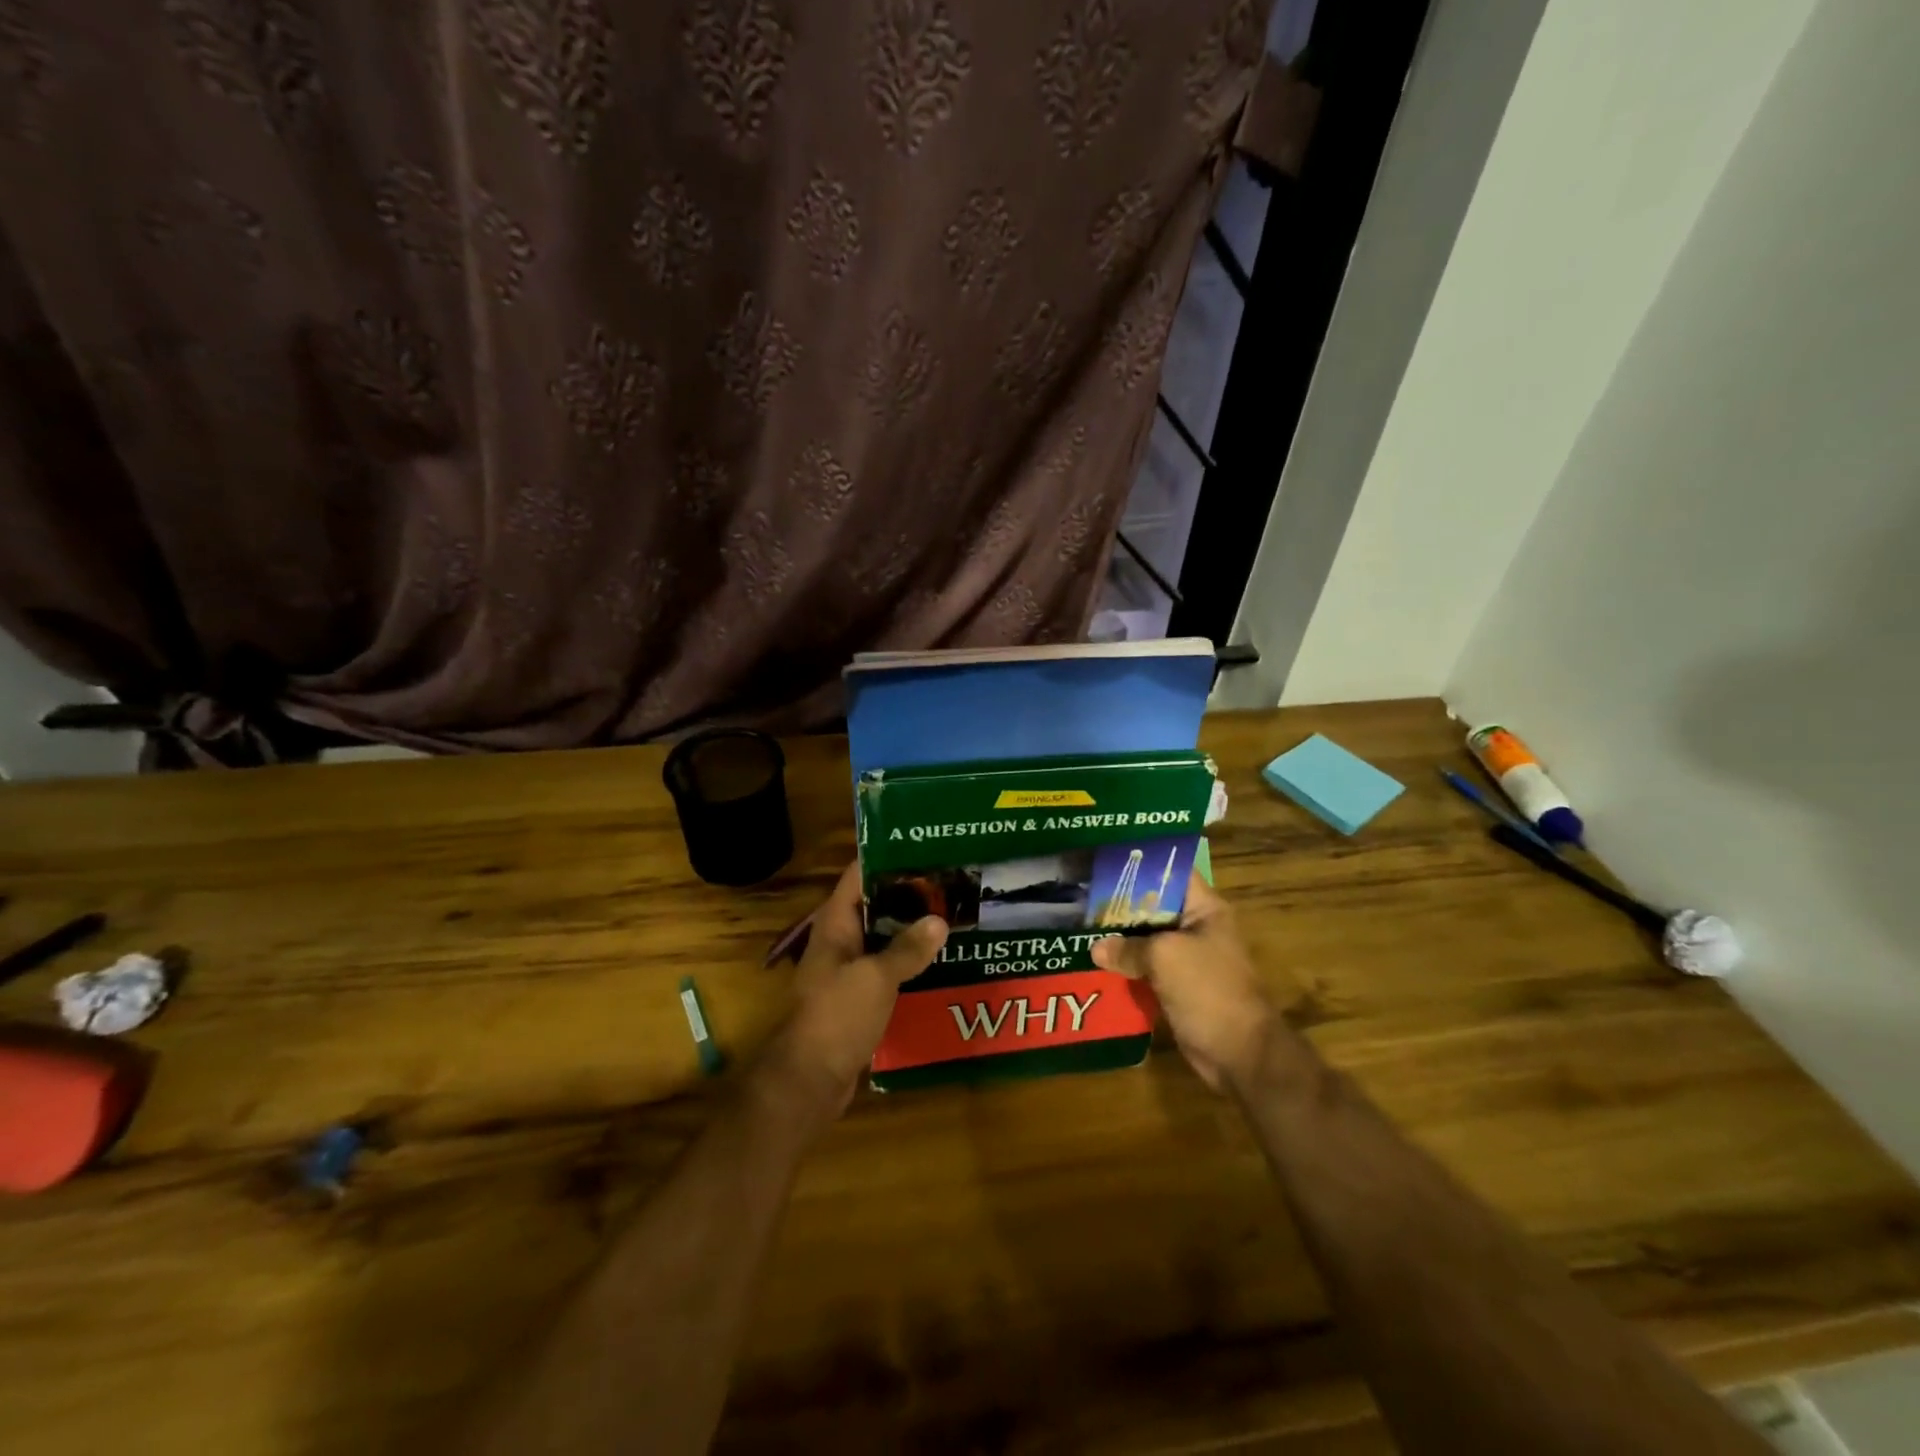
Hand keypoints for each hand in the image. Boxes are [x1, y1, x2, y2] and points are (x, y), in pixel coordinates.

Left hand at [759, 864, 947, 1118]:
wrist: (809, 1080)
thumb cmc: (836, 1016)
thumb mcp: (876, 977)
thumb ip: (907, 948)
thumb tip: (939, 920)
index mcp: (835, 924)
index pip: (858, 875)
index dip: (888, 858)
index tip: (924, 847)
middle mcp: (840, 940)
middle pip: (875, 905)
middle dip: (909, 894)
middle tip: (950, 882)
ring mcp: (848, 969)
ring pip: (883, 938)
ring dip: (912, 929)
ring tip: (952, 915)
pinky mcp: (859, 997)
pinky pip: (888, 969)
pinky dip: (910, 962)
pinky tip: (941, 961)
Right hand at [1091, 875, 1274, 1091]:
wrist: (1239, 1053)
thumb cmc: (1209, 990)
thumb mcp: (1165, 957)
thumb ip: (1128, 947)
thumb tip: (1095, 949)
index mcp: (1204, 909)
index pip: (1172, 872)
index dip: (1141, 864)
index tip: (1105, 860)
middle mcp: (1195, 927)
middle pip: (1152, 906)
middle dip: (1119, 903)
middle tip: (1081, 894)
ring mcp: (1186, 958)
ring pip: (1145, 939)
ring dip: (1118, 938)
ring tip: (1079, 925)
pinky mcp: (1176, 986)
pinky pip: (1144, 968)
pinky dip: (1123, 967)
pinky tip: (1092, 963)